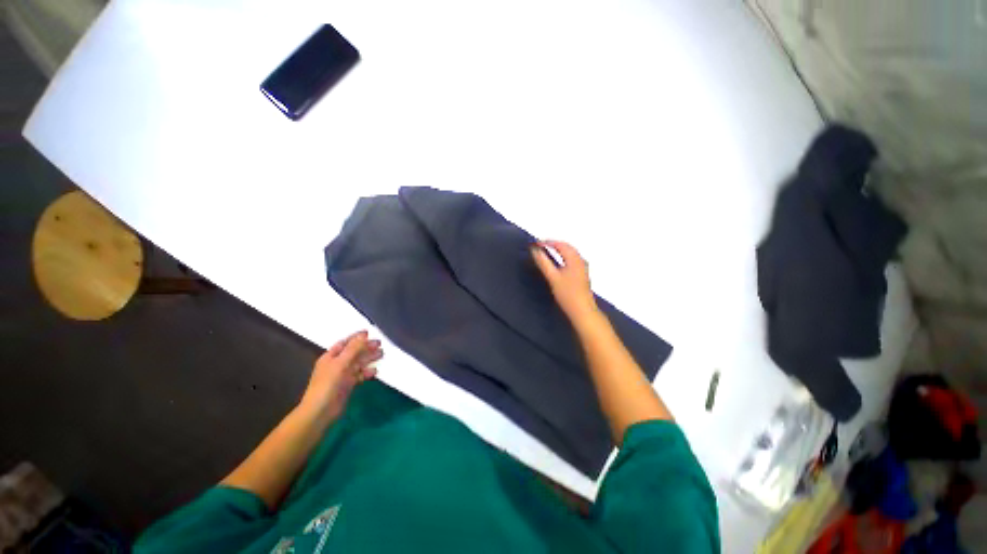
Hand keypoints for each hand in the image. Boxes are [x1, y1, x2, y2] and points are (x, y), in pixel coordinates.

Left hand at [298, 330, 381, 421]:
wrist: (321, 411)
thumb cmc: (328, 384)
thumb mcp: (341, 363)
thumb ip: (354, 348)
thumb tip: (364, 334)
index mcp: (331, 356)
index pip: (345, 343)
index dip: (356, 338)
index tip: (369, 333)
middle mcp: (337, 364)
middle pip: (354, 352)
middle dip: (366, 347)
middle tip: (379, 345)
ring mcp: (343, 375)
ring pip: (358, 363)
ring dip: (369, 358)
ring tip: (381, 354)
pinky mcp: (348, 385)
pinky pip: (359, 375)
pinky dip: (367, 372)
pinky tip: (374, 372)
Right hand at [531, 240, 598, 320]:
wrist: (583, 311)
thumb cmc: (567, 294)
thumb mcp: (552, 277)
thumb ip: (543, 263)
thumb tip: (534, 250)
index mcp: (574, 259)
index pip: (560, 244)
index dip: (547, 242)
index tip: (536, 243)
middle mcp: (580, 260)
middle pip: (567, 247)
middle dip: (554, 244)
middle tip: (541, 246)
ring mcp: (583, 268)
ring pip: (570, 253)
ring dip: (559, 250)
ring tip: (547, 252)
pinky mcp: (582, 275)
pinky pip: (572, 259)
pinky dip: (563, 256)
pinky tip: (558, 263)